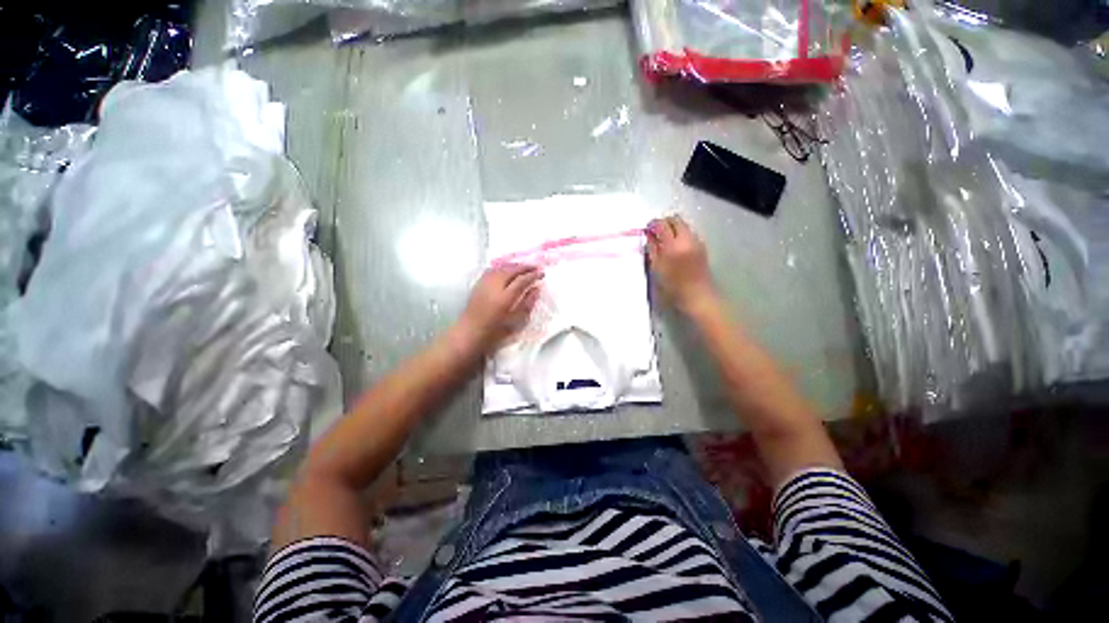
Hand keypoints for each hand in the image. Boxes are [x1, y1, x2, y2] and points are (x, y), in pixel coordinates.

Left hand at [455, 264, 542, 351]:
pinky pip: (493, 269)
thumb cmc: (495, 332)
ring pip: (502, 268)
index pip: (522, 281)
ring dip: (514, 266)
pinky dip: (503, 267)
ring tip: (524, 268)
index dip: (533, 275)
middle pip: (512, 270)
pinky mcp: (478, 283)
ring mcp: (484, 283)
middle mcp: (494, 287)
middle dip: (525, 267)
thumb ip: (527, 304)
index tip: (541, 274)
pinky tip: (508, 270)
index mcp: (505, 298)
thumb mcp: (516, 321)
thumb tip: (536, 289)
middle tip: (535, 268)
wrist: (469, 332)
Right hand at [646, 215, 717, 313]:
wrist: (698, 296)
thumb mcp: (657, 269)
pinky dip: (680, 235)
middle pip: (675, 219)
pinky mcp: (702, 246)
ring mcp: (696, 241)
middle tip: (655, 232)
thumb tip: (649, 236)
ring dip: (673, 228)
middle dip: (664, 222)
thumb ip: (652, 250)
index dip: (652, 224)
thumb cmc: (673, 287)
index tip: (647, 230)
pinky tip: (675, 247)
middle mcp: (687, 239)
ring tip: (664, 241)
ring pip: (683, 225)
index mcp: (673, 245)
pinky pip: (689, 233)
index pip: (662, 224)